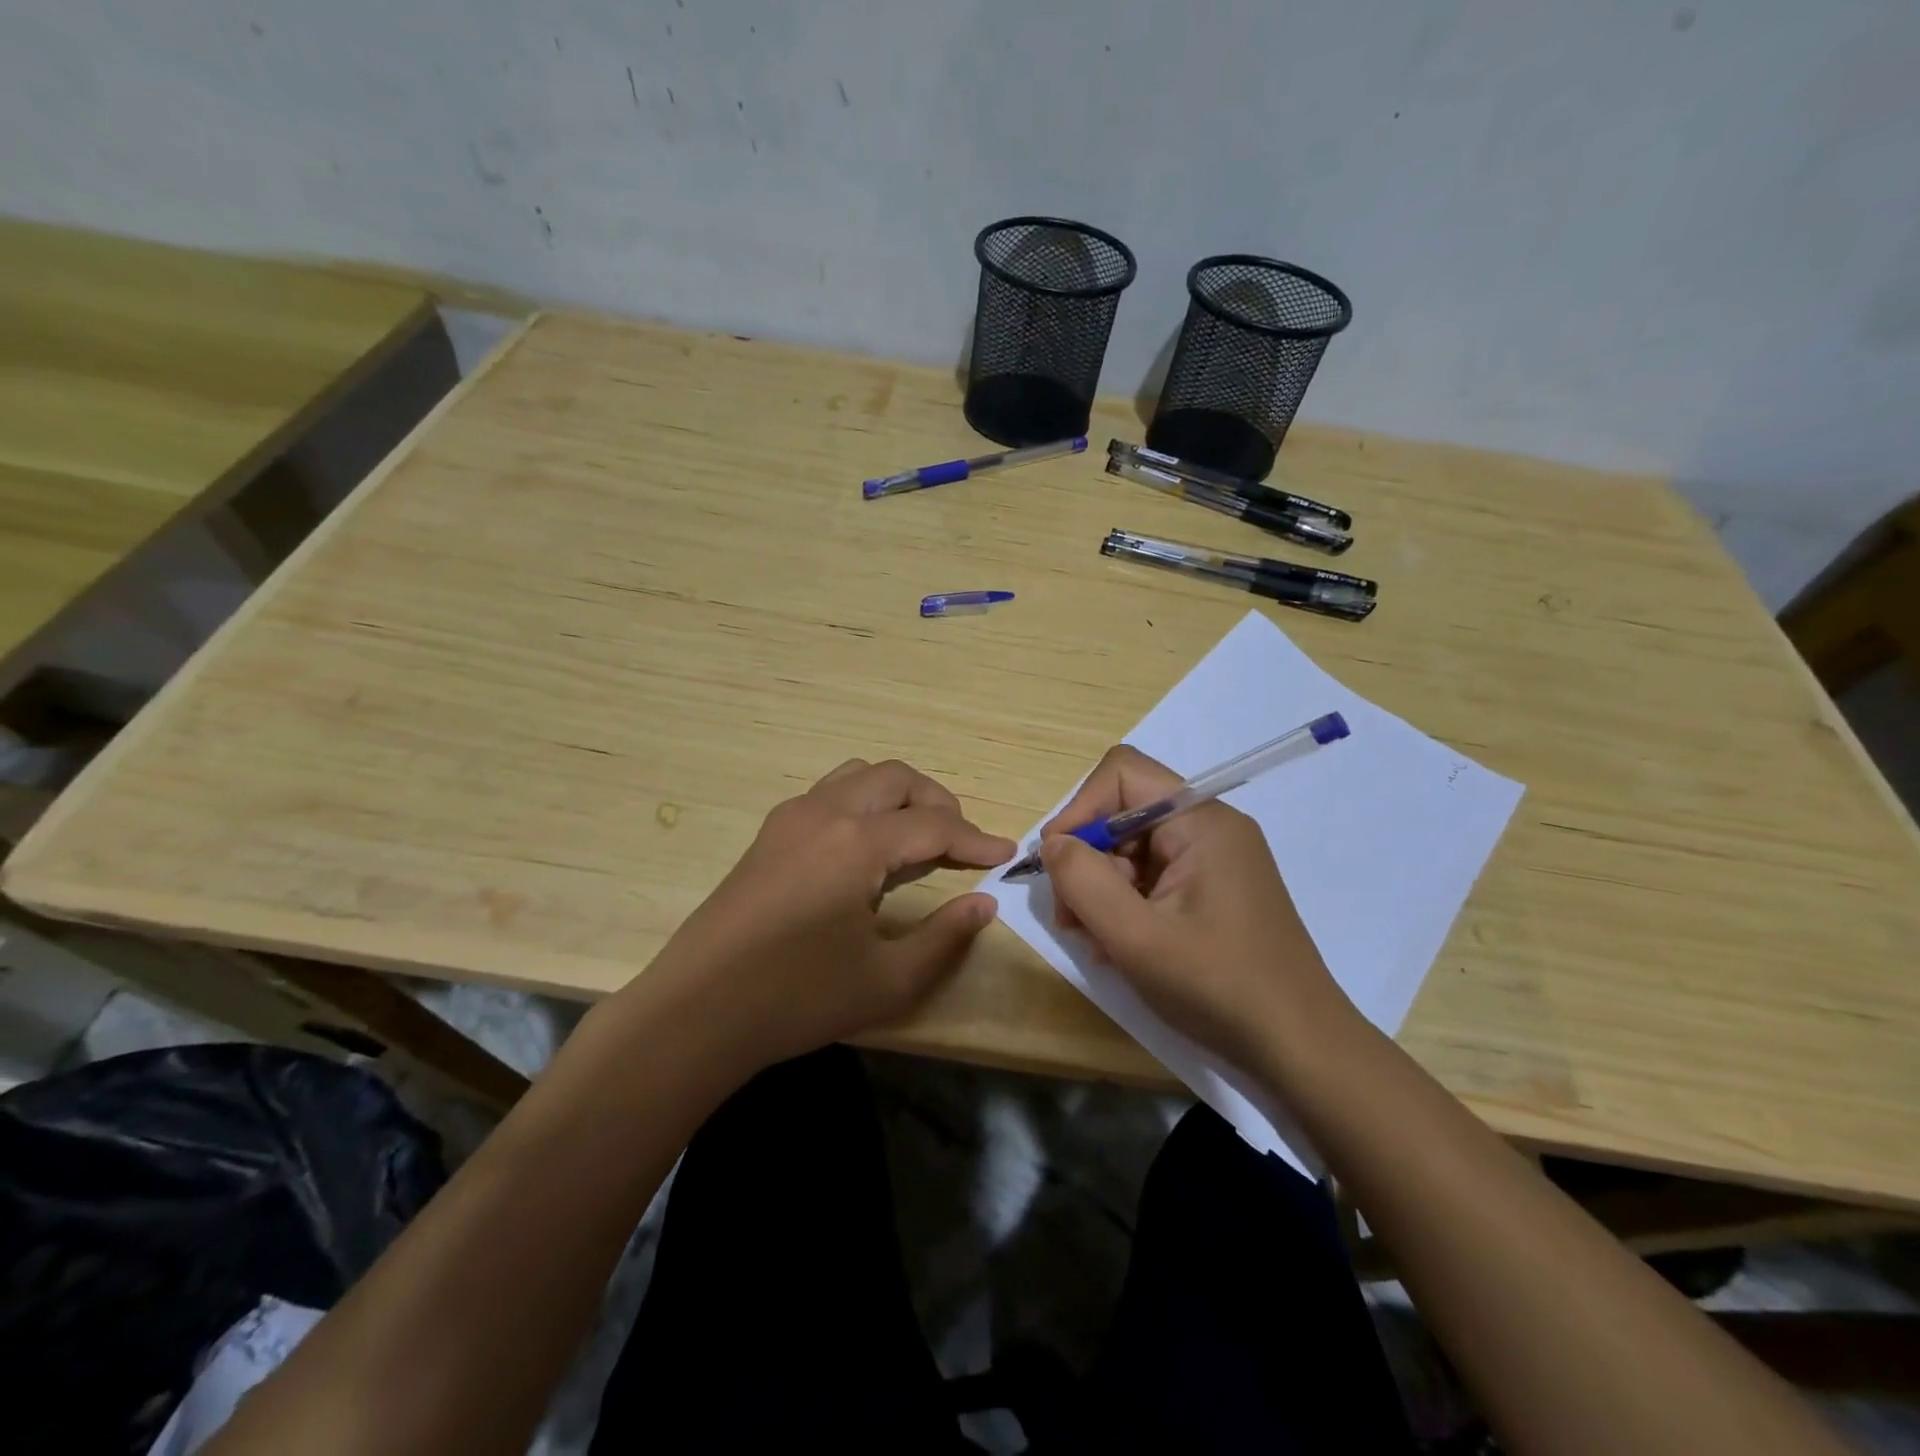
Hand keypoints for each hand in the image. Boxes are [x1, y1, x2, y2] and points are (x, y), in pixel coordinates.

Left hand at [645, 758, 1013, 1071]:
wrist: (696, 1012)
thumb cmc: (796, 998)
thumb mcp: (886, 980)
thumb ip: (945, 936)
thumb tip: (985, 903)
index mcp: (856, 842)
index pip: (933, 826)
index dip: (976, 840)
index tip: (1006, 855)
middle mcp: (825, 811)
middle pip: (897, 779)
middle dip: (939, 803)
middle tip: (962, 844)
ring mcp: (791, 817)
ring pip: (860, 776)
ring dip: (899, 795)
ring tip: (919, 838)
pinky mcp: (770, 833)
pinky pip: (830, 793)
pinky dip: (864, 803)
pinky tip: (868, 849)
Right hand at [1039, 745, 1357, 1070]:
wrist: (1300, 1048)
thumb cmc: (1219, 986)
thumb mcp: (1137, 938)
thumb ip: (1084, 881)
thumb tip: (1053, 844)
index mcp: (1201, 821)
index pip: (1123, 773)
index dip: (1080, 808)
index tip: (1058, 862)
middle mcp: (1210, 828)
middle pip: (1124, 813)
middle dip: (1087, 858)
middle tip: (1070, 918)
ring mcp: (1215, 860)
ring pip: (1134, 848)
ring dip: (1102, 887)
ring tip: (1095, 941)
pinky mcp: (1214, 889)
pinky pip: (1154, 876)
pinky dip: (1127, 903)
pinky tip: (1119, 946)